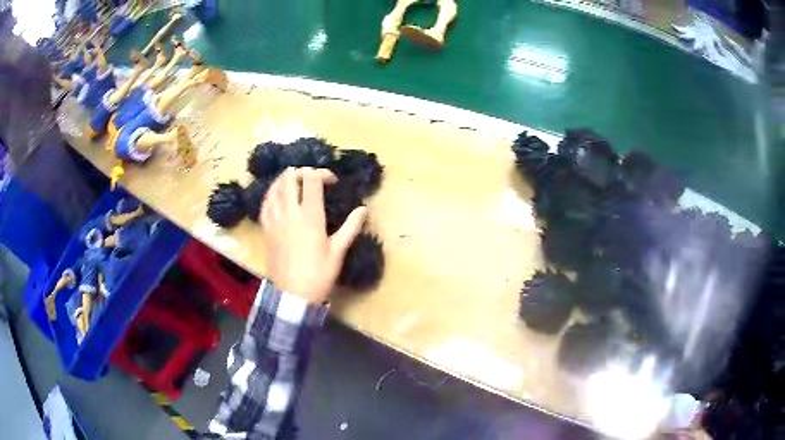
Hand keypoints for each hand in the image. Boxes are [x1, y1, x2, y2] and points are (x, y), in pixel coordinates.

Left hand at [262, 167, 366, 303]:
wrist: (293, 295)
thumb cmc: (319, 274)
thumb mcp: (338, 251)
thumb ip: (350, 227)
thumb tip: (363, 209)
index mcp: (310, 216)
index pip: (311, 180)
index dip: (322, 173)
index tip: (332, 181)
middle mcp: (290, 213)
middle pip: (289, 177)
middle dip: (302, 172)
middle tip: (312, 179)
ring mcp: (275, 220)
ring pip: (275, 187)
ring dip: (285, 179)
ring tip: (295, 182)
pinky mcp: (266, 229)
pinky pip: (265, 204)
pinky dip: (272, 194)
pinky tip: (277, 195)